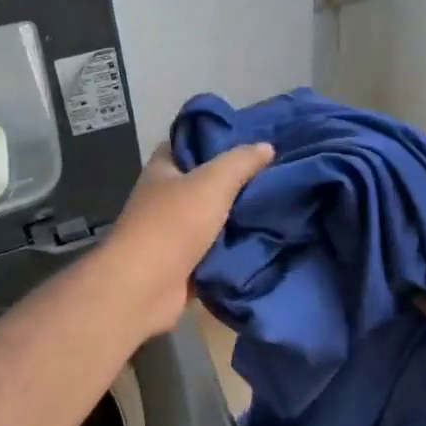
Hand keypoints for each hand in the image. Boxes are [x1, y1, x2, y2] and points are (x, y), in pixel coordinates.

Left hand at [99, 141, 273, 336]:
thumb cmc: (173, 225)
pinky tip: (268, 238)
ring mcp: (173, 233)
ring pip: (214, 217)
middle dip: (237, 179)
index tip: (252, 136)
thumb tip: (266, 146)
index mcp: (163, 170)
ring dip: (240, 215)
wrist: (145, 288)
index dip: (216, 137)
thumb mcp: (212, 183)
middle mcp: (165, 198)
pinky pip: (217, 249)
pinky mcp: (185, 263)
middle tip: (277, 172)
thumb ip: (240, 162)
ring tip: (280, 204)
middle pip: (205, 181)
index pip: (189, 142)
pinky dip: (236, 246)